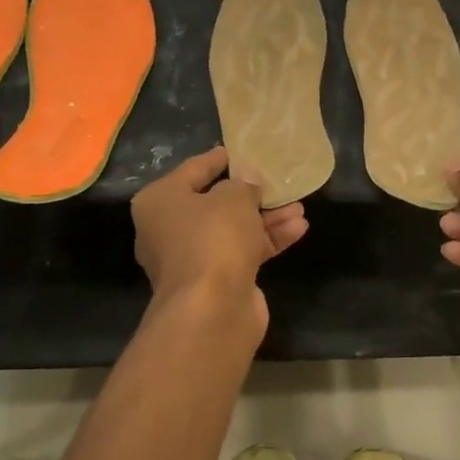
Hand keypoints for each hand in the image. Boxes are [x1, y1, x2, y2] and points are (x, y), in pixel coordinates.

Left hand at [132, 146, 307, 325]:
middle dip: (250, 194)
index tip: (241, 150)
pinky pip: (244, 252)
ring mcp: (193, 259)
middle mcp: (169, 230)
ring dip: (266, 218)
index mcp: (160, 202)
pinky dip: (268, 240)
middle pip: (215, 204)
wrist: (212, 309)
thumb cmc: (213, 238)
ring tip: (299, 205)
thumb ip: (244, 184)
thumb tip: (248, 180)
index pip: (192, 170)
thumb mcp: (233, 198)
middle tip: (277, 181)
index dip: (219, 159)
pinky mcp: (216, 281)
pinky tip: (299, 228)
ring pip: (233, 230)